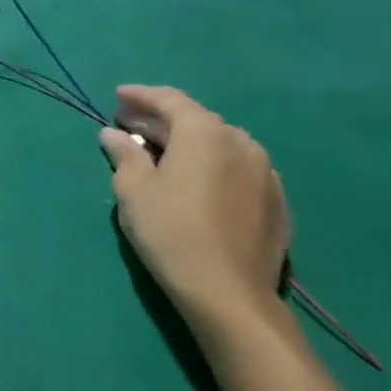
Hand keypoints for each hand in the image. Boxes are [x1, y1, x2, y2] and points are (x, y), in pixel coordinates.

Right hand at [101, 86, 289, 333]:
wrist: (230, 295)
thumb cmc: (171, 231)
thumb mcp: (133, 188)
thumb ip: (124, 153)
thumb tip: (114, 134)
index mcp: (205, 133)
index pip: (170, 100)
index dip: (141, 95)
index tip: (117, 96)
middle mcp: (241, 144)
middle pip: (197, 120)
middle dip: (161, 120)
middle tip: (130, 125)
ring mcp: (266, 174)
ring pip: (220, 144)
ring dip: (188, 142)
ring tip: (161, 153)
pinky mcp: (277, 204)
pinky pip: (237, 169)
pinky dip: (211, 165)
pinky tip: (194, 182)